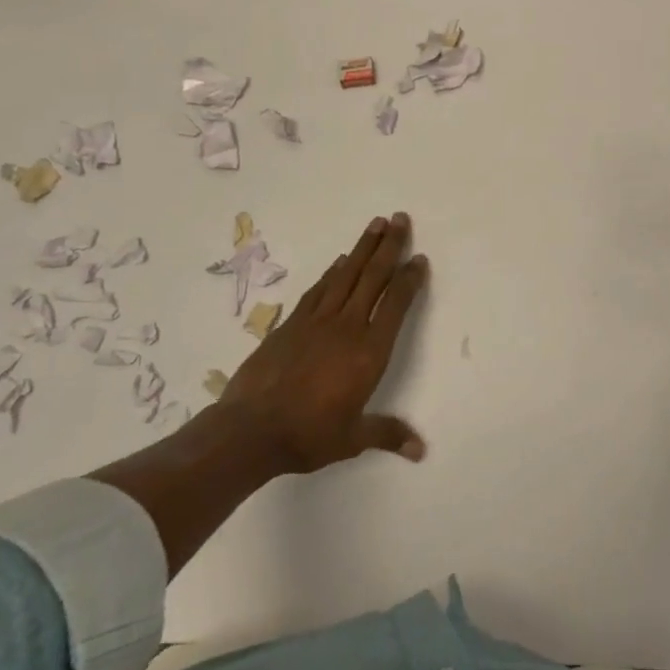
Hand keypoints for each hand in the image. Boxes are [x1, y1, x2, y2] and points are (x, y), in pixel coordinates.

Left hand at [216, 213, 429, 475]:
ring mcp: (316, 322)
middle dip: (389, 246)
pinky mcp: (291, 324)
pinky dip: (332, 272)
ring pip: (346, 275)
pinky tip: (340, 261)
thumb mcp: (352, 439)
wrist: (250, 431)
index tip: (419, 258)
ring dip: (362, 248)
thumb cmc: (308, 435)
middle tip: (400, 219)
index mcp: (369, 352)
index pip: (395, 305)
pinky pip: (319, 289)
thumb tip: (420, 450)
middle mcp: (347, 327)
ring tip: (375, 224)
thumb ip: (387, 434)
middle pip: (372, 277)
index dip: (409, 279)